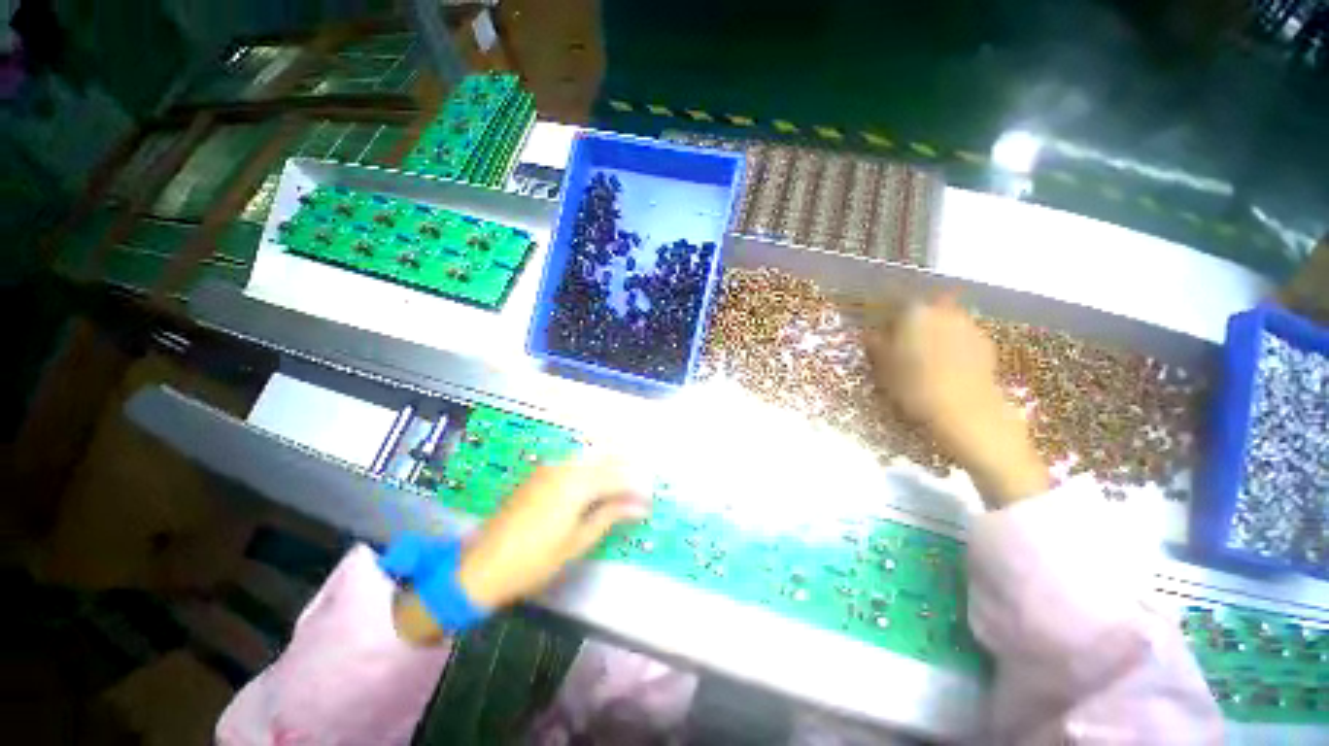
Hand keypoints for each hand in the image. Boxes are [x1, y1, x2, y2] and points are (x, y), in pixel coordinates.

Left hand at [455, 453, 648, 608]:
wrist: (482, 565)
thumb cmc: (534, 560)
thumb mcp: (577, 542)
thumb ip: (609, 516)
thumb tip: (639, 506)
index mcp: (577, 484)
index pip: (618, 476)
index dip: (637, 487)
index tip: (649, 500)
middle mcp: (565, 468)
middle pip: (606, 462)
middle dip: (627, 473)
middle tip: (640, 492)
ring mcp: (550, 468)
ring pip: (590, 460)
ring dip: (609, 469)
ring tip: (622, 488)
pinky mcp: (539, 474)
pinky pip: (574, 464)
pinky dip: (591, 470)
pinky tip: (596, 484)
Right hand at [865, 295, 1048, 506]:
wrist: (965, 411)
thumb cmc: (914, 386)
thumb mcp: (883, 367)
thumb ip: (876, 345)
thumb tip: (870, 334)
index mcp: (914, 312)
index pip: (895, 303)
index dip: (887, 315)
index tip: (881, 330)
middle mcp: (943, 311)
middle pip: (924, 308)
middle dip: (914, 320)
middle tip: (903, 340)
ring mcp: (968, 325)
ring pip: (945, 320)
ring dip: (934, 331)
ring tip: (924, 355)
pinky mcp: (986, 344)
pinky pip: (961, 336)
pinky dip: (952, 344)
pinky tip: (946, 365)